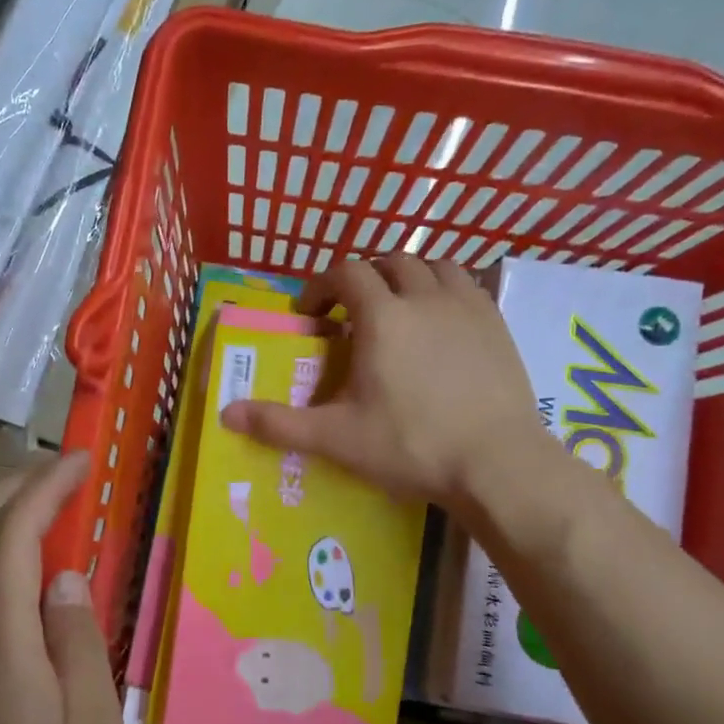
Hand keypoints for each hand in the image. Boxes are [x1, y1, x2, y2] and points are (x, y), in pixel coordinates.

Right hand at [222, 255, 546, 508]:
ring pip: (434, 265)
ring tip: (399, 309)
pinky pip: (467, 284)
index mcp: (382, 316)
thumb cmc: (411, 445)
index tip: (312, 315)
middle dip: (365, 277)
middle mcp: (424, 297)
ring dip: (408, 276)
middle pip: (390, 260)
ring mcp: (467, 306)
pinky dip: (445, 289)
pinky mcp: (497, 323)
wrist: (497, 463)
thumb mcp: (337, 438)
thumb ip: (280, 423)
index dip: (322, 285)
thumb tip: (226, 415)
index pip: (346, 271)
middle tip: (352, 312)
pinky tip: (441, 323)